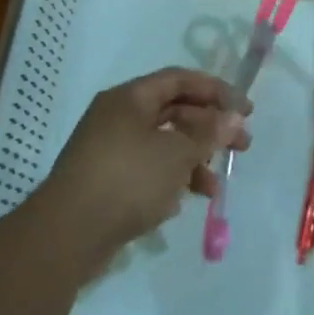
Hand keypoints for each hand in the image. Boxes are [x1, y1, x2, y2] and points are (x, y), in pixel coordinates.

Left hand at [34, 67, 250, 257]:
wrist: (67, 235)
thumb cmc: (127, 179)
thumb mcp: (177, 153)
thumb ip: (209, 134)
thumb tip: (234, 118)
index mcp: (130, 98)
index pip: (180, 80)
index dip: (216, 90)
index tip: (246, 110)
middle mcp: (117, 117)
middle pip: (174, 112)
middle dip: (210, 129)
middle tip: (242, 146)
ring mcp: (109, 150)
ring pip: (162, 145)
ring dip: (193, 161)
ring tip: (213, 188)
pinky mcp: (106, 182)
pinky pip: (147, 171)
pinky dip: (170, 181)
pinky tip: (182, 203)